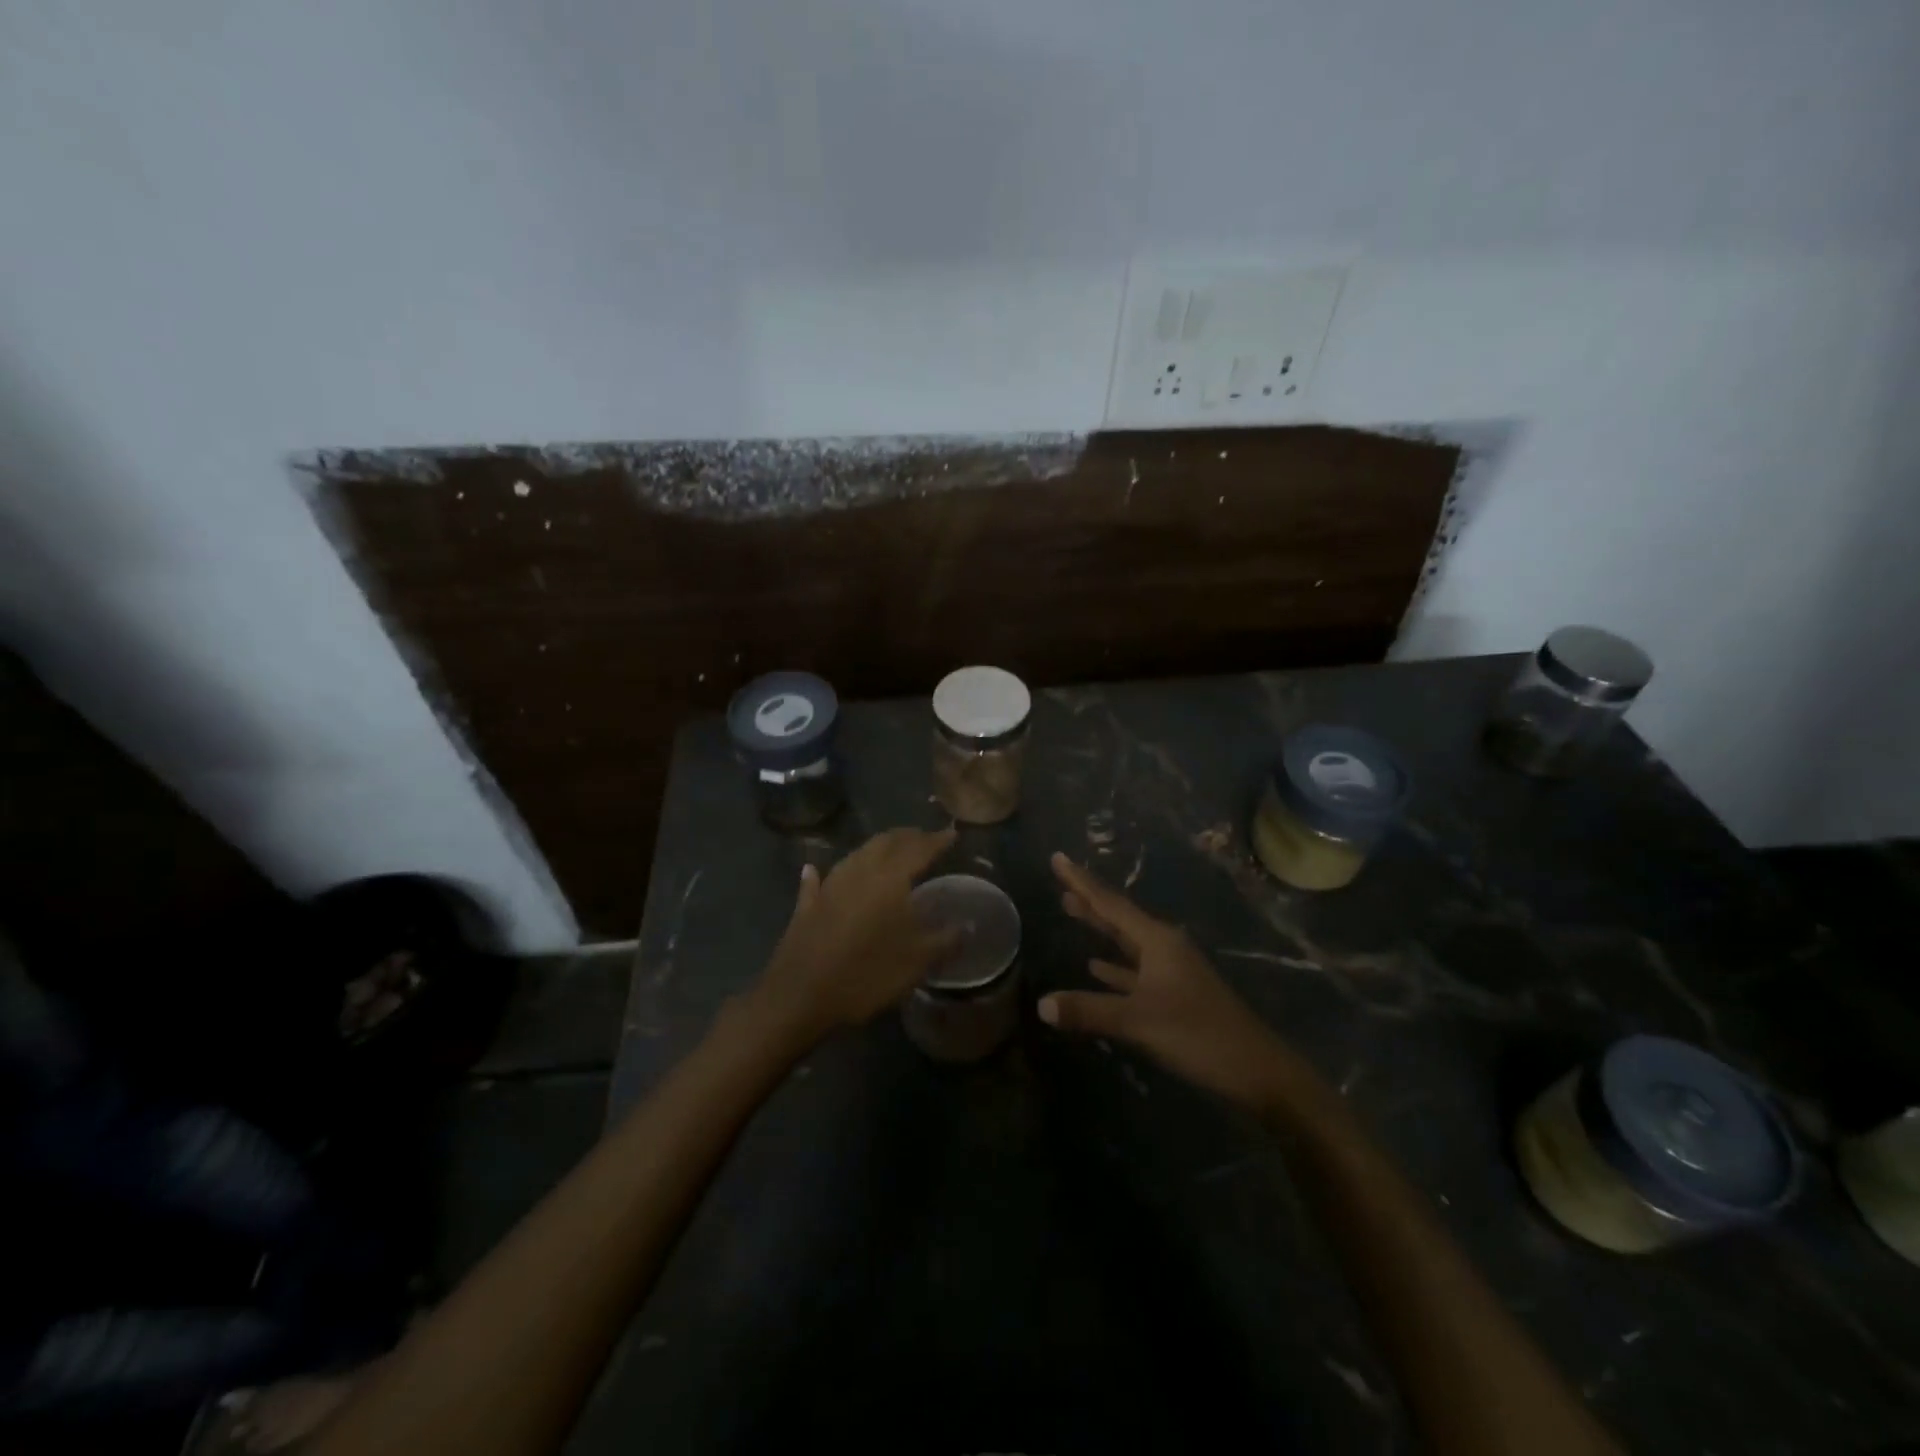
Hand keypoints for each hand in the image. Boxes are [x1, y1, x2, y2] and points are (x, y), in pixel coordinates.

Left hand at [749, 827, 957, 1044]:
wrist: (801, 997)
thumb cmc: (866, 974)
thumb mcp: (917, 962)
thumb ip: (945, 940)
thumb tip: (968, 925)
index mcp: (890, 879)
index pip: (919, 849)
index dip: (937, 840)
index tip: (952, 833)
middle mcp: (859, 872)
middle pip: (886, 843)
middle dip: (907, 837)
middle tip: (924, 838)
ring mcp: (829, 886)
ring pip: (856, 855)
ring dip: (875, 848)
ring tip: (889, 850)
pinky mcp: (806, 906)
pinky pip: (816, 882)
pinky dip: (819, 873)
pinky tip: (812, 869)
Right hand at [1039, 852, 1301, 1112]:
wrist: (1258, 1071)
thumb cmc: (1199, 1035)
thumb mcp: (1139, 1021)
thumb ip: (1089, 1010)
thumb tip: (1041, 1004)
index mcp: (1158, 941)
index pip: (1110, 903)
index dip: (1081, 881)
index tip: (1058, 858)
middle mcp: (1165, 947)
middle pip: (1119, 916)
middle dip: (1089, 899)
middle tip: (1060, 880)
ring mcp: (1172, 971)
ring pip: (1127, 941)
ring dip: (1100, 927)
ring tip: (1072, 909)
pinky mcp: (1175, 994)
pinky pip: (1135, 969)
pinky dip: (1114, 965)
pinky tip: (1096, 966)